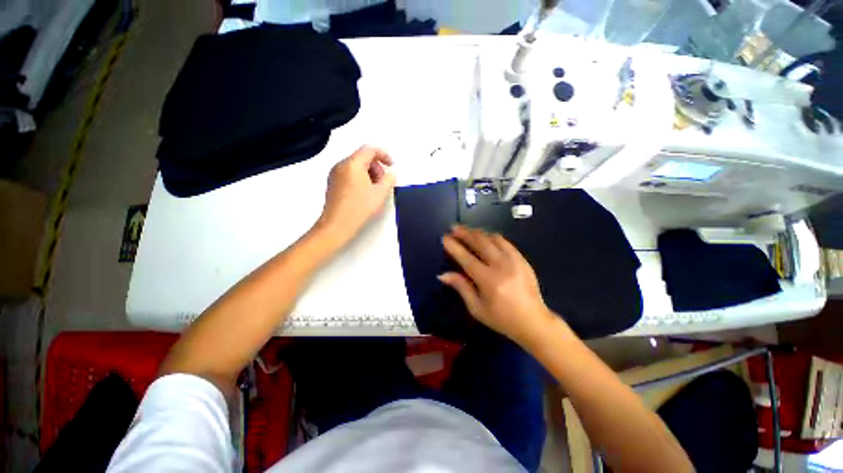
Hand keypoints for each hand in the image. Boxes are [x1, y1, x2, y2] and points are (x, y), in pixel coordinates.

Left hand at [317, 146, 395, 244]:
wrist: (337, 225)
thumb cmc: (359, 208)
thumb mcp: (380, 193)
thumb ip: (389, 180)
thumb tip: (390, 174)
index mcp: (353, 164)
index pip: (370, 149)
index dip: (384, 154)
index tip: (392, 165)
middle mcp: (341, 165)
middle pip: (362, 157)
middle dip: (376, 166)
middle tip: (384, 181)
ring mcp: (335, 174)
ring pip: (356, 166)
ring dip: (369, 173)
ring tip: (376, 189)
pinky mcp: (333, 184)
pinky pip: (349, 174)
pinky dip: (360, 178)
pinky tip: (365, 193)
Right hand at [439, 225, 557, 346]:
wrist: (533, 322)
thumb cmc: (501, 319)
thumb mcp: (477, 308)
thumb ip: (461, 287)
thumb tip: (443, 275)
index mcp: (488, 280)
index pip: (467, 258)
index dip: (454, 247)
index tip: (444, 238)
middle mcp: (501, 266)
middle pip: (480, 243)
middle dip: (465, 233)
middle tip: (454, 227)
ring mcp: (514, 260)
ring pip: (493, 238)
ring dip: (478, 233)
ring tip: (468, 231)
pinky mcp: (523, 259)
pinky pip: (505, 242)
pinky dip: (493, 237)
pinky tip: (486, 237)